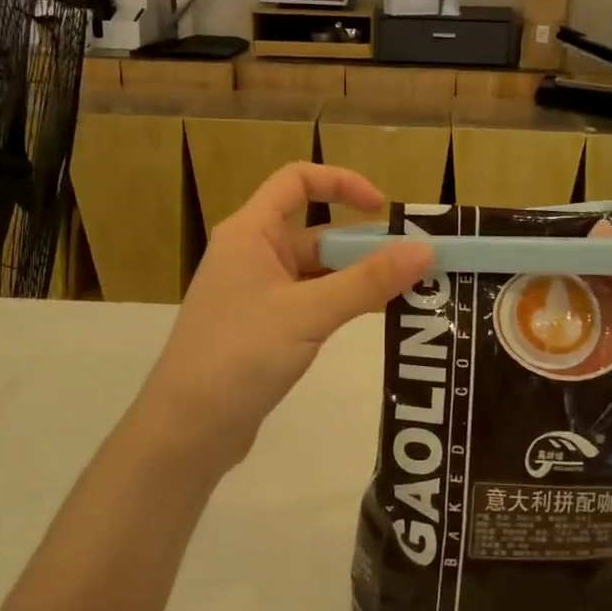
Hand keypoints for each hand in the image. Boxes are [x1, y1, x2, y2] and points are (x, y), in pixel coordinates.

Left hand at [130, 164, 432, 477]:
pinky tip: (376, 317)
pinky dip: (343, 303)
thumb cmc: (239, 355)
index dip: (342, 183)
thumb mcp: (309, 312)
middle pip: (316, 231)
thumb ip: (368, 281)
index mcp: (250, 232)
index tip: (384, 209)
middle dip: (364, 244)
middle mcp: (252, 254)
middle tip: (416, 264)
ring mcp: (257, 293)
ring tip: (410, 292)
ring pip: (317, 272)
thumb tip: (425, 249)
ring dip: (358, 277)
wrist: (186, 430)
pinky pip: (311, 302)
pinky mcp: (264, 328)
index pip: (297, 180)